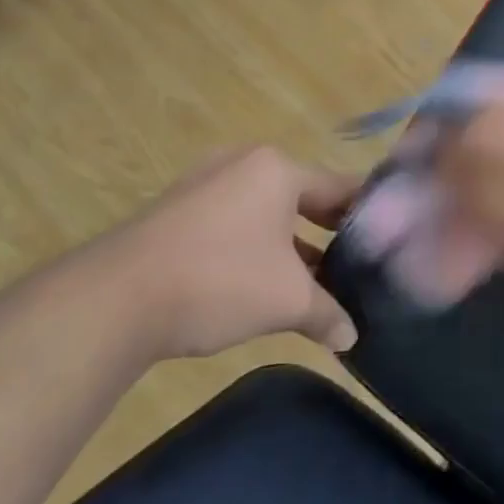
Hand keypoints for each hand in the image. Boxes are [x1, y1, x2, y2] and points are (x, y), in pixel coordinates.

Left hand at [94, 147, 360, 361]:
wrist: (115, 299)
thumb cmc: (219, 280)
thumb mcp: (286, 300)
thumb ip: (327, 313)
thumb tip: (351, 339)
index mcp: (277, 169)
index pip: (339, 185)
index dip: (366, 211)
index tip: (389, 234)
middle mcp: (243, 164)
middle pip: (302, 195)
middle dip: (328, 230)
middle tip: (357, 260)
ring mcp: (205, 183)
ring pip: (266, 211)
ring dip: (291, 243)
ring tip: (316, 279)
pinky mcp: (177, 210)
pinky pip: (234, 220)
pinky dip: (256, 246)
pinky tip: (264, 281)